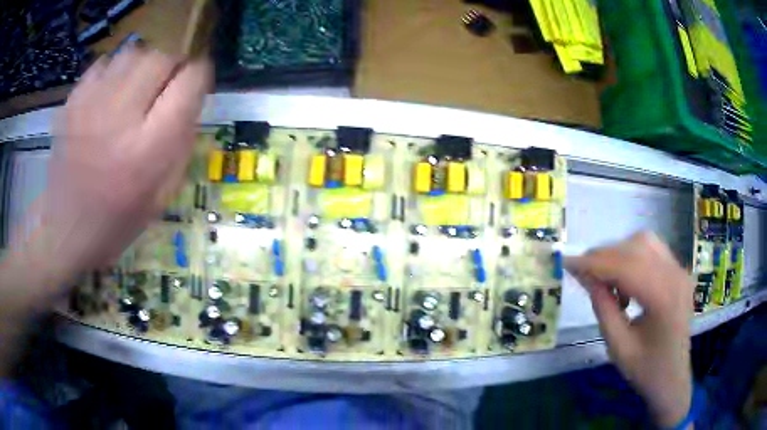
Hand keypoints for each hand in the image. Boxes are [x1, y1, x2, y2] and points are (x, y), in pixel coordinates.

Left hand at [12, 47, 210, 304]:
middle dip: (172, 67)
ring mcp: (90, 105)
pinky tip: (110, 95)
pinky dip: (115, 71)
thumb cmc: (117, 220)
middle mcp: (119, 118)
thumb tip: (190, 97)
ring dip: (144, 66)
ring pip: (134, 52)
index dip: (199, 76)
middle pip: (162, 58)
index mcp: (148, 150)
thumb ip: (182, 141)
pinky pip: (105, 63)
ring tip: (137, 90)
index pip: (190, 81)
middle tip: (165, 87)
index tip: (195, 85)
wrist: (66, 230)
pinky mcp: (73, 101)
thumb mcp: (163, 194)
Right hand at [566, 232, 693, 427]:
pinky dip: (632, 257)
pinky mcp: (678, 271)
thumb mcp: (618, 347)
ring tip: (606, 280)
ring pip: (644, 242)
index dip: (594, 263)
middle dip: (604, 255)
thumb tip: (585, 277)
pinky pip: (652, 250)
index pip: (626, 267)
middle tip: (582, 272)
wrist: (673, 377)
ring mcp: (679, 270)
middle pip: (636, 247)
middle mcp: (675, 275)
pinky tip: (626, 281)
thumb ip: (603, 309)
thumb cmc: (646, 370)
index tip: (567, 264)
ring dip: (619, 254)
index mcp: (663, 299)